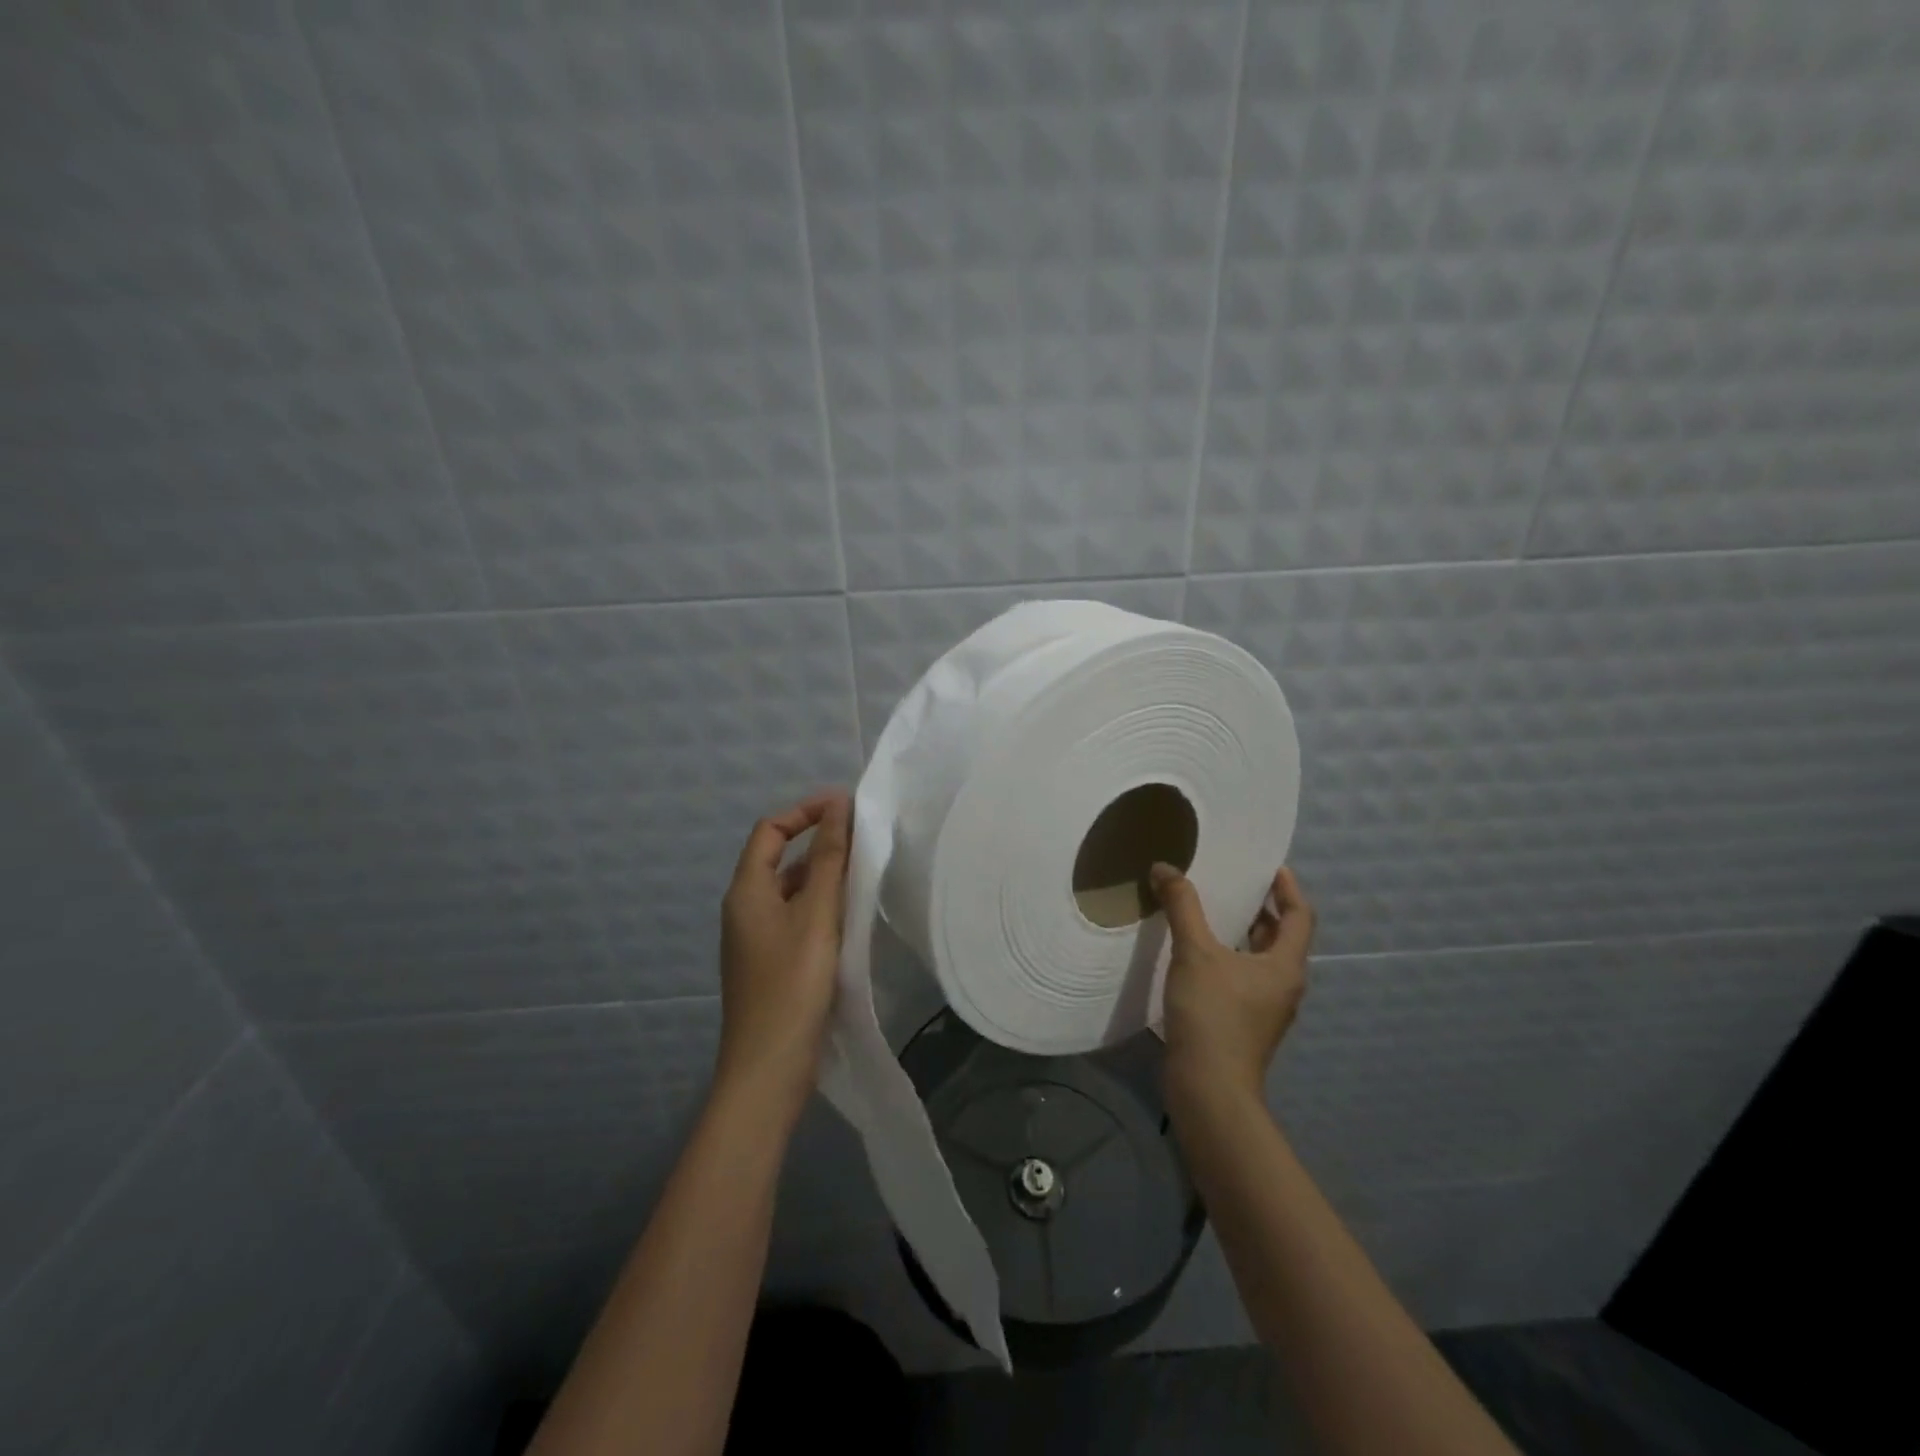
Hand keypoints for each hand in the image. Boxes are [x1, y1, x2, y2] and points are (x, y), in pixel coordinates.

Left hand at [716, 791, 851, 1118]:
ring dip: (824, 876)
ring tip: (865, 875)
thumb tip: (837, 805)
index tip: (846, 808)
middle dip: (820, 843)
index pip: (770, 830)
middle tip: (865, 841)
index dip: (805, 811)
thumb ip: (828, 859)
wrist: (767, 1070)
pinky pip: (796, 919)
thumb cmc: (791, 986)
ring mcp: (756, 939)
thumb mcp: (816, 916)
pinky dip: (822, 907)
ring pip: (792, 891)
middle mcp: (745, 909)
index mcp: (746, 891)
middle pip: (780, 859)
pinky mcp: (771, 964)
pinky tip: (851, 918)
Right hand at [1152, 863, 1315, 1109]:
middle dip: (1261, 909)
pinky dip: (1228, 957)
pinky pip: (1242, 978)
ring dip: (1242, 934)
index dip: (1287, 888)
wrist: (1209, 1088)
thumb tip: (1165, 868)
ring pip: (1260, 959)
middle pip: (1281, 937)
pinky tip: (1196, 954)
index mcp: (1285, 965)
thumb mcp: (1195, 952)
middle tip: (1234, 883)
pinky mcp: (1244, 1024)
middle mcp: (1283, 985)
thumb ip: (1182, 907)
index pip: (1300, 916)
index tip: (1270, 866)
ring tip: (1211, 911)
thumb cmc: (1213, 1015)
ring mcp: (1265, 1009)